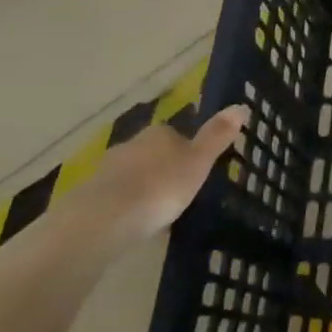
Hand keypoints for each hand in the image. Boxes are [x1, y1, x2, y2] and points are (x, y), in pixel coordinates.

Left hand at [91, 105, 246, 236]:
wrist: (104, 219)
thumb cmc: (160, 186)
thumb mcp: (199, 162)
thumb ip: (217, 136)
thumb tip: (241, 105)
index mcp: (159, 133)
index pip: (177, 135)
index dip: (188, 153)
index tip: (196, 174)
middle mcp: (131, 144)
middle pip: (154, 154)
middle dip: (164, 171)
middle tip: (180, 195)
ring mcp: (108, 169)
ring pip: (134, 175)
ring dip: (144, 189)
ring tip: (158, 214)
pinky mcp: (91, 195)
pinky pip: (117, 197)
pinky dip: (127, 207)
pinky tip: (134, 225)